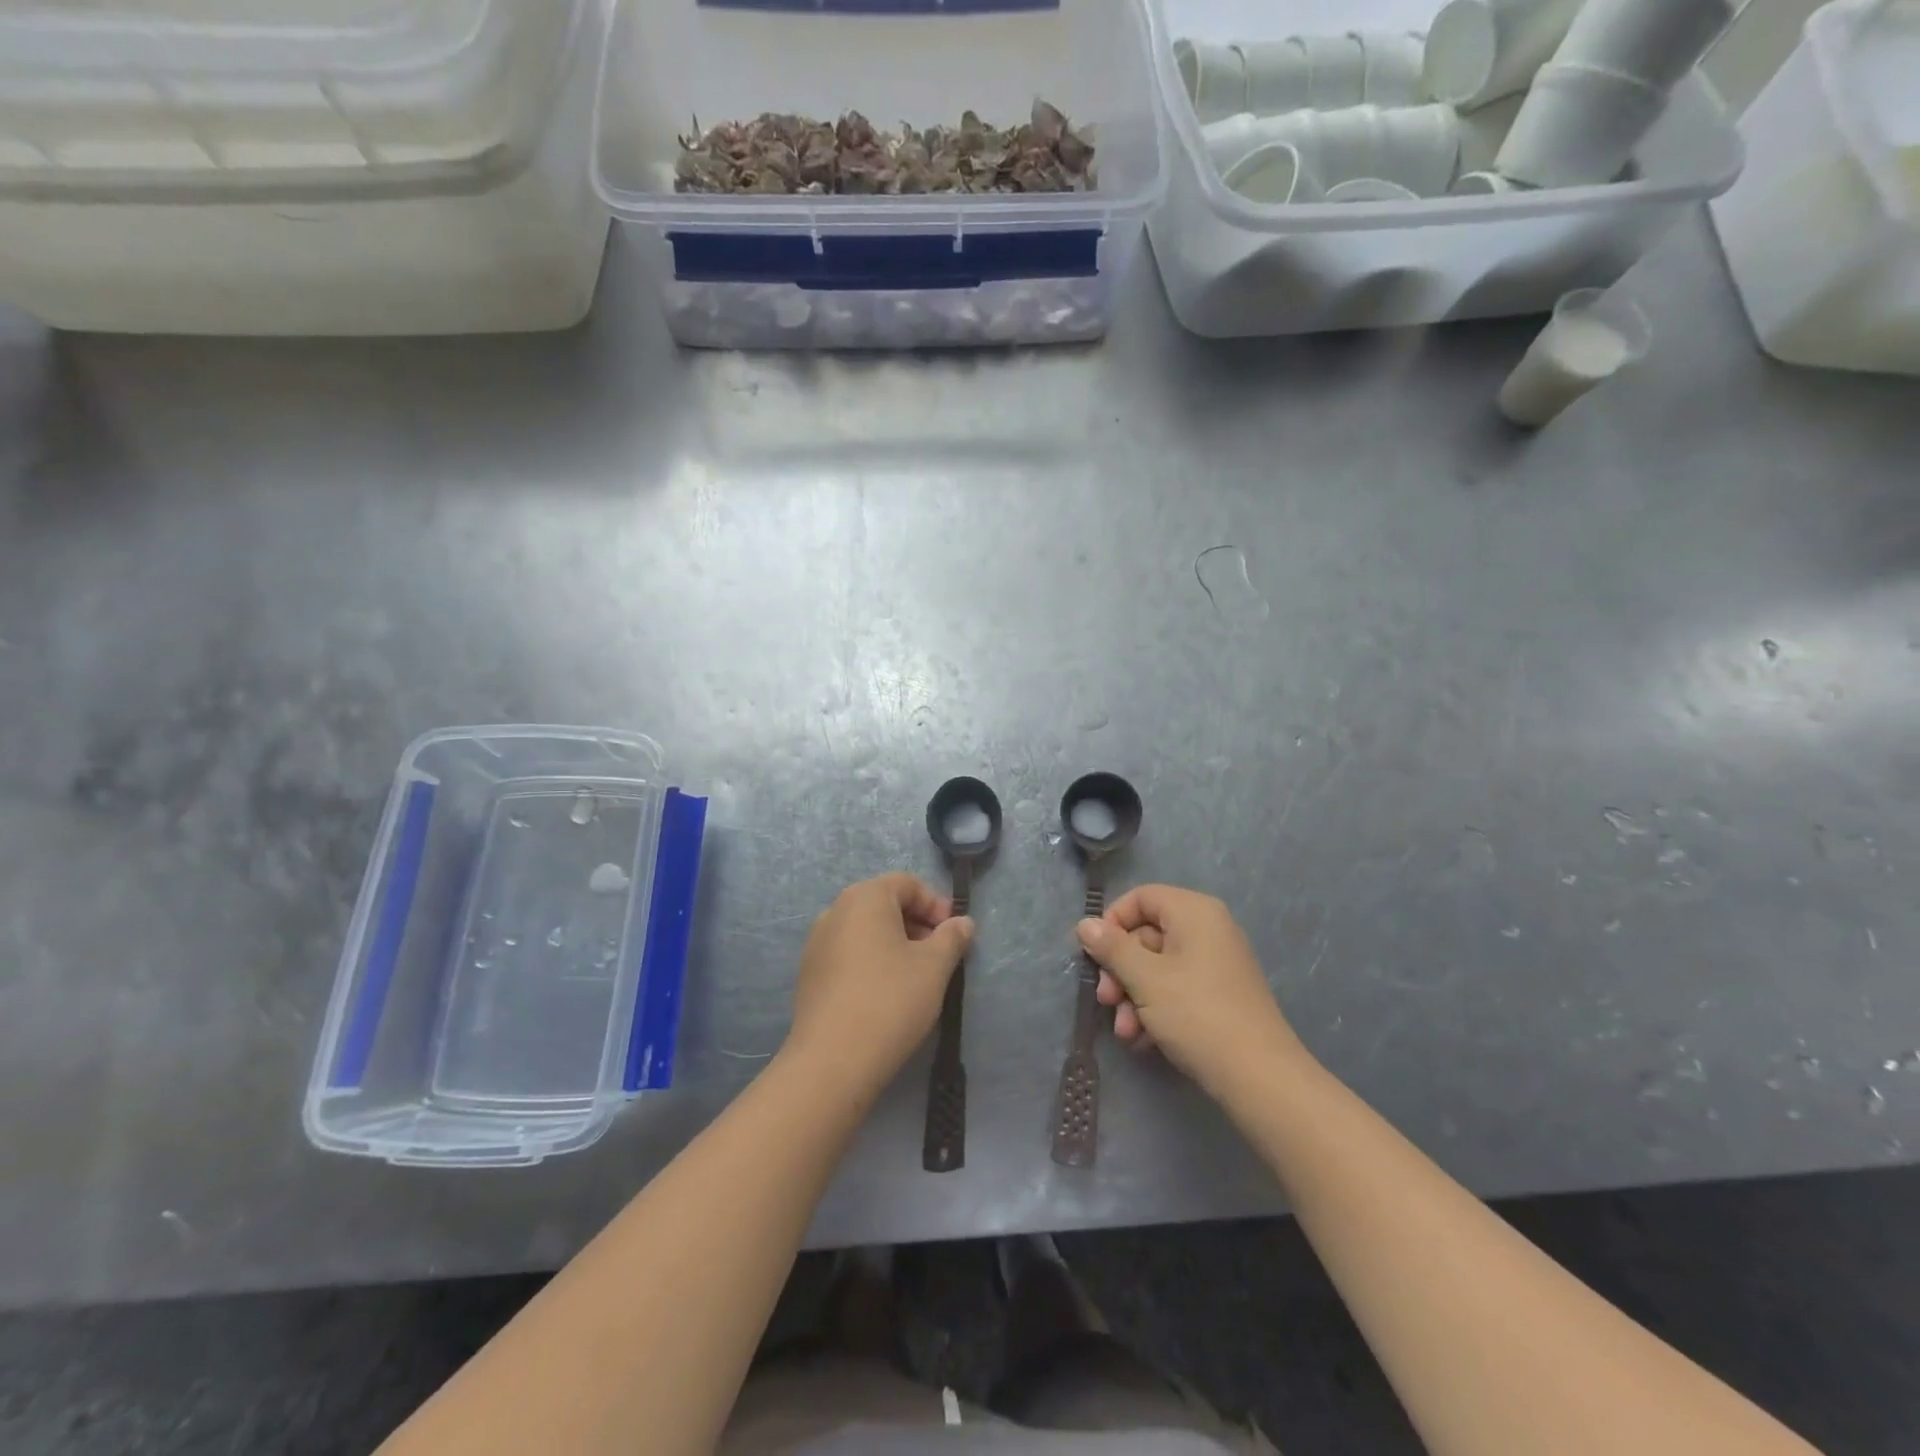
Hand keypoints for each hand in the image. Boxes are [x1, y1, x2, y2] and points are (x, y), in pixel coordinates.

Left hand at [785, 873, 973, 1099]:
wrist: (832, 1060)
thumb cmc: (890, 1000)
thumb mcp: (934, 967)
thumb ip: (952, 938)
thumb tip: (962, 923)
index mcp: (864, 897)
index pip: (907, 884)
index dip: (936, 904)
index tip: (955, 934)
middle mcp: (835, 910)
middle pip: (885, 904)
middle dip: (917, 924)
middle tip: (941, 955)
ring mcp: (817, 942)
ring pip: (866, 930)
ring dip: (895, 943)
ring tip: (917, 976)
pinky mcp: (809, 974)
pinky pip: (849, 953)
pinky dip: (872, 961)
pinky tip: (887, 993)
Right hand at [1077, 885, 1305, 1093]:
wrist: (1259, 1077)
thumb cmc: (1197, 1014)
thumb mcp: (1145, 978)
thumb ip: (1112, 948)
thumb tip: (1085, 924)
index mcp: (1194, 912)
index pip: (1141, 897)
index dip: (1113, 923)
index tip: (1096, 955)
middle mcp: (1208, 929)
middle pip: (1146, 935)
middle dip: (1120, 971)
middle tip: (1106, 1000)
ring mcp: (1215, 964)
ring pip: (1157, 967)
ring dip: (1133, 997)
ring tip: (1126, 1032)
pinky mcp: (1219, 996)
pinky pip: (1176, 989)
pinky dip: (1155, 1010)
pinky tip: (1144, 1040)